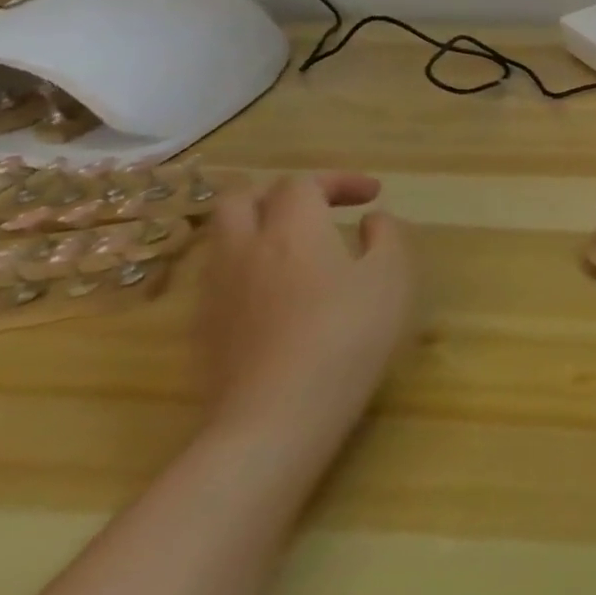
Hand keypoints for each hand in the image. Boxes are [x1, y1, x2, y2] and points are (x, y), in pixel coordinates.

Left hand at [197, 172, 412, 440]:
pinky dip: (248, 264)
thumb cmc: (349, 334)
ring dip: (258, 227)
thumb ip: (386, 237)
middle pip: (241, 198)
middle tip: (319, 209)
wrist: (277, 414)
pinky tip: (278, 290)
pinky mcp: (203, 326)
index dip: (338, 180)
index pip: (303, 182)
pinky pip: (219, 275)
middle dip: (281, 194)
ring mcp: (215, 289)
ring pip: (222, 236)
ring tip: (297, 247)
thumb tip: (372, 221)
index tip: (372, 196)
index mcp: (293, 229)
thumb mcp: (392, 276)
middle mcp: (244, 248)